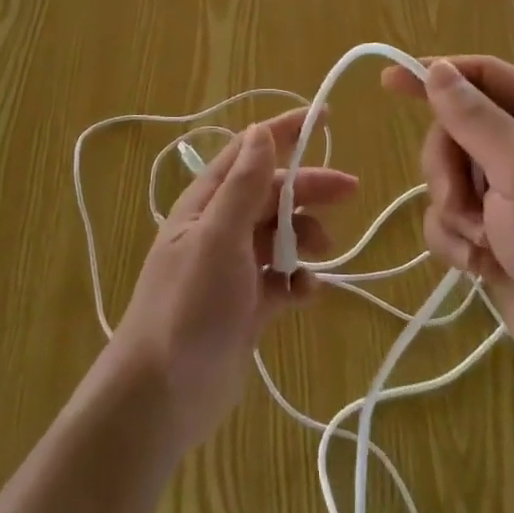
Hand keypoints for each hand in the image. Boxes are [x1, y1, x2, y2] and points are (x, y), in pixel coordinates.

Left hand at [106, 109, 355, 453]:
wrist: (162, 396)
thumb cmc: (188, 306)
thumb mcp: (217, 238)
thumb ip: (242, 186)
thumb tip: (260, 132)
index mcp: (206, 204)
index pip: (248, 153)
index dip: (283, 132)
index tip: (324, 116)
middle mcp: (219, 229)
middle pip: (272, 194)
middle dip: (309, 189)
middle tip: (351, 191)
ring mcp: (233, 268)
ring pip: (280, 235)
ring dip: (305, 237)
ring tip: (323, 253)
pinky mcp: (246, 305)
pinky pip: (281, 279)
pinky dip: (298, 281)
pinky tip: (306, 294)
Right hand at [381, 56, 513, 410]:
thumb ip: (475, 118)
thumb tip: (436, 70)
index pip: (484, 77)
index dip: (438, 75)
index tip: (390, 82)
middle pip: (454, 131)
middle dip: (450, 170)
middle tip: (466, 203)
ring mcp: (507, 195)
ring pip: (444, 177)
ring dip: (455, 212)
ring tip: (485, 244)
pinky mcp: (490, 234)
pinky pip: (446, 219)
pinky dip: (456, 242)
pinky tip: (483, 267)